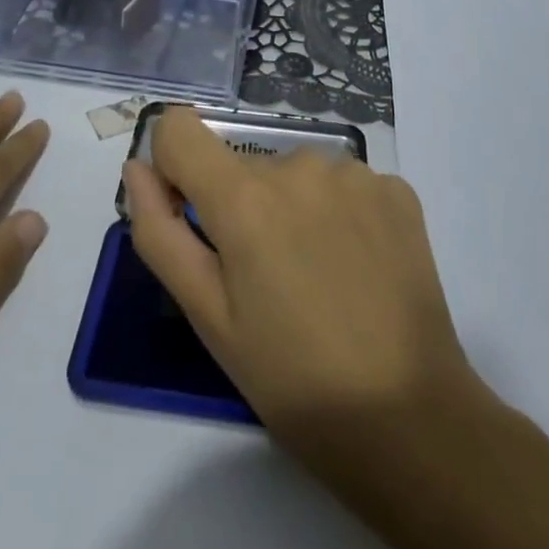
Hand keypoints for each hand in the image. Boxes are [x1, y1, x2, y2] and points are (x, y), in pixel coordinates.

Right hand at [125, 107, 548, 548]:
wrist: (410, 419)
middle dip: (240, 207)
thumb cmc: (291, 379)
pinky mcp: (396, 188)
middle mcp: (299, 163)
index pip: (181, 129)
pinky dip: (337, 213)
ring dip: (291, 209)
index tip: (191, 214)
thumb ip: (160, 232)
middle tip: (266, 280)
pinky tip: (356, 267)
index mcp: (244, 196)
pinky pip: (342, 184)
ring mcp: (355, 172)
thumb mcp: (207, 316)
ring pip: (294, 174)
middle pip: (241, 163)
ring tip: (316, 277)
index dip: (174, 167)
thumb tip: (138, 168)